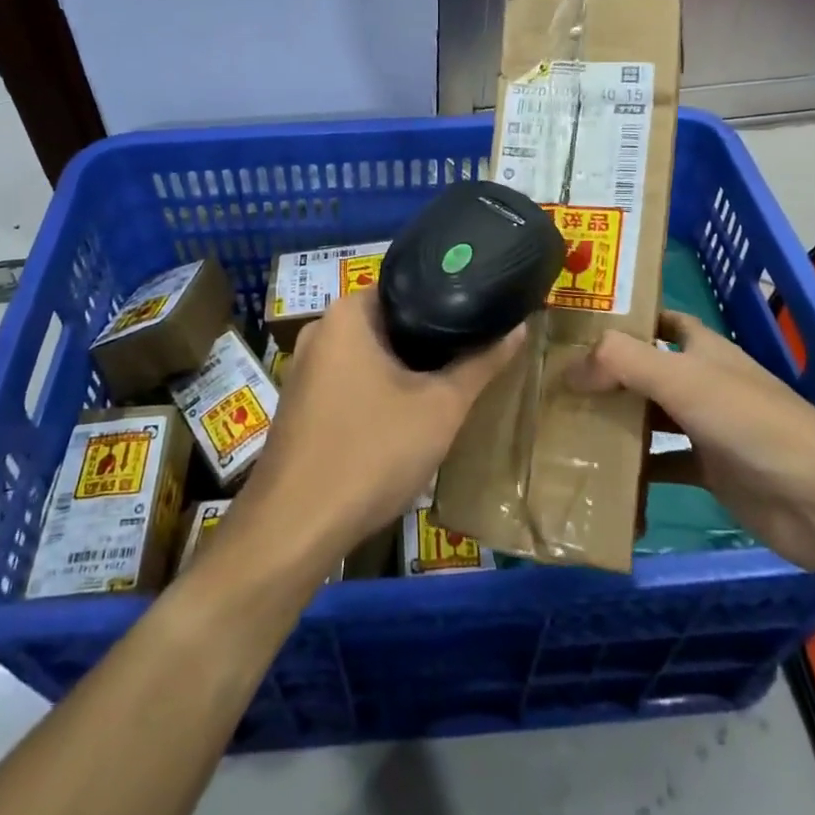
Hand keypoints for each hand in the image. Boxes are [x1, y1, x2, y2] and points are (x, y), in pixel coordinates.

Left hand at [234, 288, 525, 564]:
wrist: (295, 527)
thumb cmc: (372, 452)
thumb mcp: (440, 408)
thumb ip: (481, 364)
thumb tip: (519, 327)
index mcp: (348, 313)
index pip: (408, 286)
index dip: (448, 300)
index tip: (480, 316)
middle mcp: (321, 330)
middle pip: (390, 322)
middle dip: (430, 340)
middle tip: (473, 353)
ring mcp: (305, 368)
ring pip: (371, 355)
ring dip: (406, 369)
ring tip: (449, 383)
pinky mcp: (302, 402)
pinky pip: (351, 380)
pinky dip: (381, 390)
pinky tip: (407, 416)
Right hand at [570, 311, 814, 576]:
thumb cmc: (752, 424)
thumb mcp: (683, 379)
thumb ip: (623, 362)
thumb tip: (570, 367)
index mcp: (704, 349)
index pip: (661, 320)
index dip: (625, 318)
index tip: (578, 326)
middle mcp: (704, 382)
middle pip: (647, 369)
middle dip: (608, 373)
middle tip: (556, 379)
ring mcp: (707, 428)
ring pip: (650, 417)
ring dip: (616, 419)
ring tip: (565, 422)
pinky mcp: (710, 471)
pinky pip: (662, 464)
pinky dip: (636, 470)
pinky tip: (602, 475)